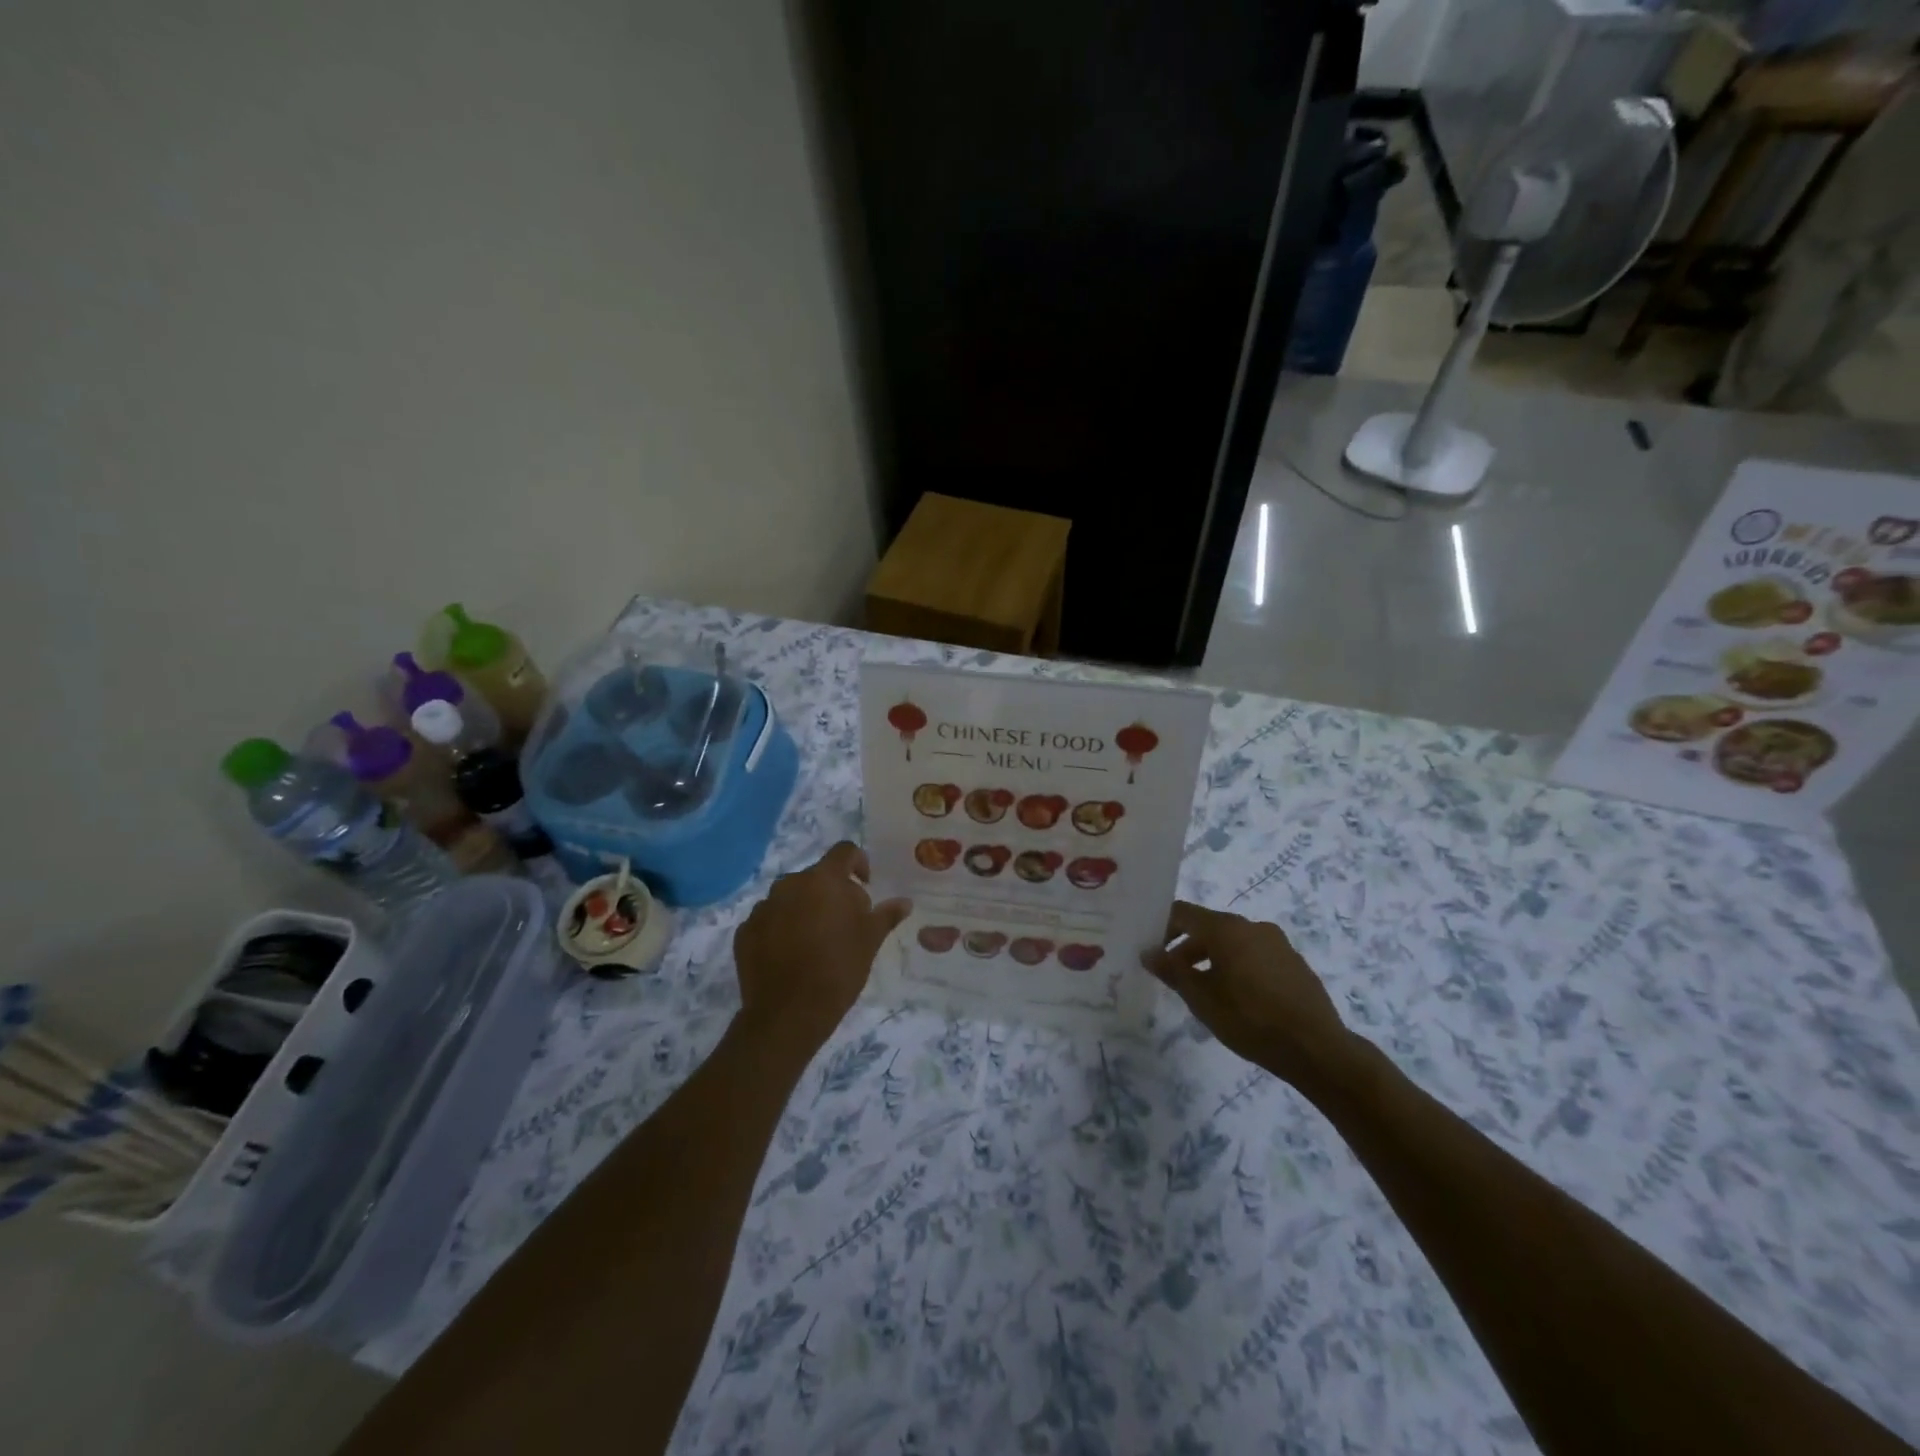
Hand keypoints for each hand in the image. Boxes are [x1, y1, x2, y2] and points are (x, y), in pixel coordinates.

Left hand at [733, 842, 911, 1049]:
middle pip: (816, 876)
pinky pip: (769, 919)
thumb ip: (886, 915)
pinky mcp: (745, 930)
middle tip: (845, 922)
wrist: (787, 1014)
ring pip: (791, 897)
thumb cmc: (838, 970)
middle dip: (832, 892)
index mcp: (823, 880)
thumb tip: (904, 902)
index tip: (866, 885)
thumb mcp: (870, 941)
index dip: (859, 863)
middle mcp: (790, 884)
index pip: (844, 851)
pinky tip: (791, 955)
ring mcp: (763, 906)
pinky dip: (781, 928)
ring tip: (816, 940)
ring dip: (805, 908)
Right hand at [1142, 901, 1357, 1093]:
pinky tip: (1240, 999)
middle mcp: (1252, 926)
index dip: (1162, 927)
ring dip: (1213, 959)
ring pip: (1234, 942)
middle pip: (1209, 927)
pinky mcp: (1294, 963)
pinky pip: (1256, 955)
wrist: (1316, 1049)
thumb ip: (1172, 971)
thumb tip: (1148, 952)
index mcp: (1226, 929)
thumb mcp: (1201, 999)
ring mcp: (1277, 943)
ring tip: (1205, 991)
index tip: (1151, 950)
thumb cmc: (1249, 1019)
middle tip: (1174, 976)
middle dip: (1187, 948)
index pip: (1183, 913)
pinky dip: (1239, 967)